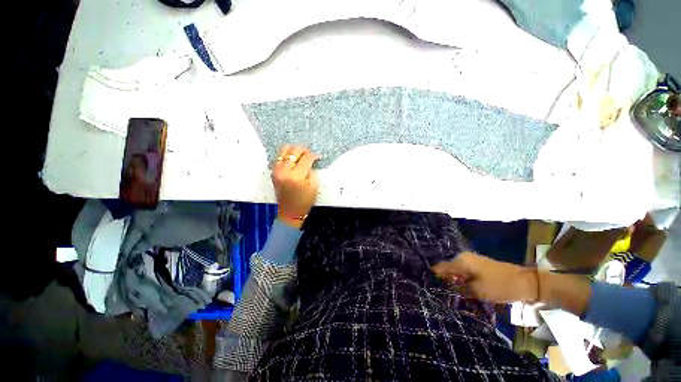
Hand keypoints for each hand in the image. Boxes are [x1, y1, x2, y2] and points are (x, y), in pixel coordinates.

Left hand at [271, 145, 320, 228]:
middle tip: (310, 155)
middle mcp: (284, 170)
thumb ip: (312, 171)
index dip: (314, 156)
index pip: (306, 158)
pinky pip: (279, 156)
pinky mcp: (273, 172)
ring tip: (301, 156)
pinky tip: (293, 160)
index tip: (318, 157)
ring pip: (284, 149)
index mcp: (296, 176)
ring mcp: (276, 170)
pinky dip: (287, 155)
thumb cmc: (304, 201)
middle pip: (294, 150)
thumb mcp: (313, 187)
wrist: (290, 212)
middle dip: (304, 150)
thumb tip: (310, 161)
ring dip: (294, 150)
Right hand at [431, 252, 537, 302]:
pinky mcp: (478, 266)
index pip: (440, 267)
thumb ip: (458, 288)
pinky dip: (462, 281)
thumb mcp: (477, 291)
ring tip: (451, 294)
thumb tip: (443, 288)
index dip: (434, 276)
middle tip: (442, 294)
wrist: (526, 283)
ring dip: (454, 282)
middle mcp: (463, 257)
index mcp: (461, 260)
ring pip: (456, 272)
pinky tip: (462, 291)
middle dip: (445, 281)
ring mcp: (471, 261)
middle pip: (447, 269)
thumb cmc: (500, 285)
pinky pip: (464, 273)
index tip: (428, 286)